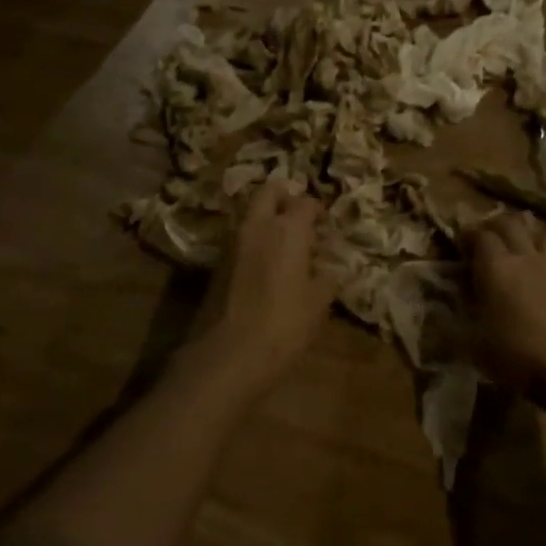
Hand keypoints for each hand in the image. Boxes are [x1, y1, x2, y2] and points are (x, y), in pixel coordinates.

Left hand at [181, 182, 334, 398]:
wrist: (229, 354)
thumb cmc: (284, 324)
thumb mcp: (318, 304)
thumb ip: (326, 279)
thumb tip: (329, 270)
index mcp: (288, 229)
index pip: (305, 202)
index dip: (317, 210)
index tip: (325, 224)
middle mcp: (258, 225)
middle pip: (269, 191)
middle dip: (284, 198)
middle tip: (298, 219)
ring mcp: (232, 242)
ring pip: (250, 213)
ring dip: (266, 219)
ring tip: (283, 244)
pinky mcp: (216, 262)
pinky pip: (239, 238)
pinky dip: (253, 241)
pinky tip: (265, 265)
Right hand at [466, 212, 545, 400]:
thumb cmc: (514, 354)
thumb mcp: (471, 344)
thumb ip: (450, 324)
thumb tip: (434, 317)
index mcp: (495, 266)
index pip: (480, 234)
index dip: (468, 234)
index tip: (459, 243)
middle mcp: (523, 257)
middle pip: (510, 223)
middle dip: (495, 224)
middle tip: (485, 237)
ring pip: (540, 233)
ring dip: (526, 233)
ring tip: (517, 246)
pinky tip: (541, 274)